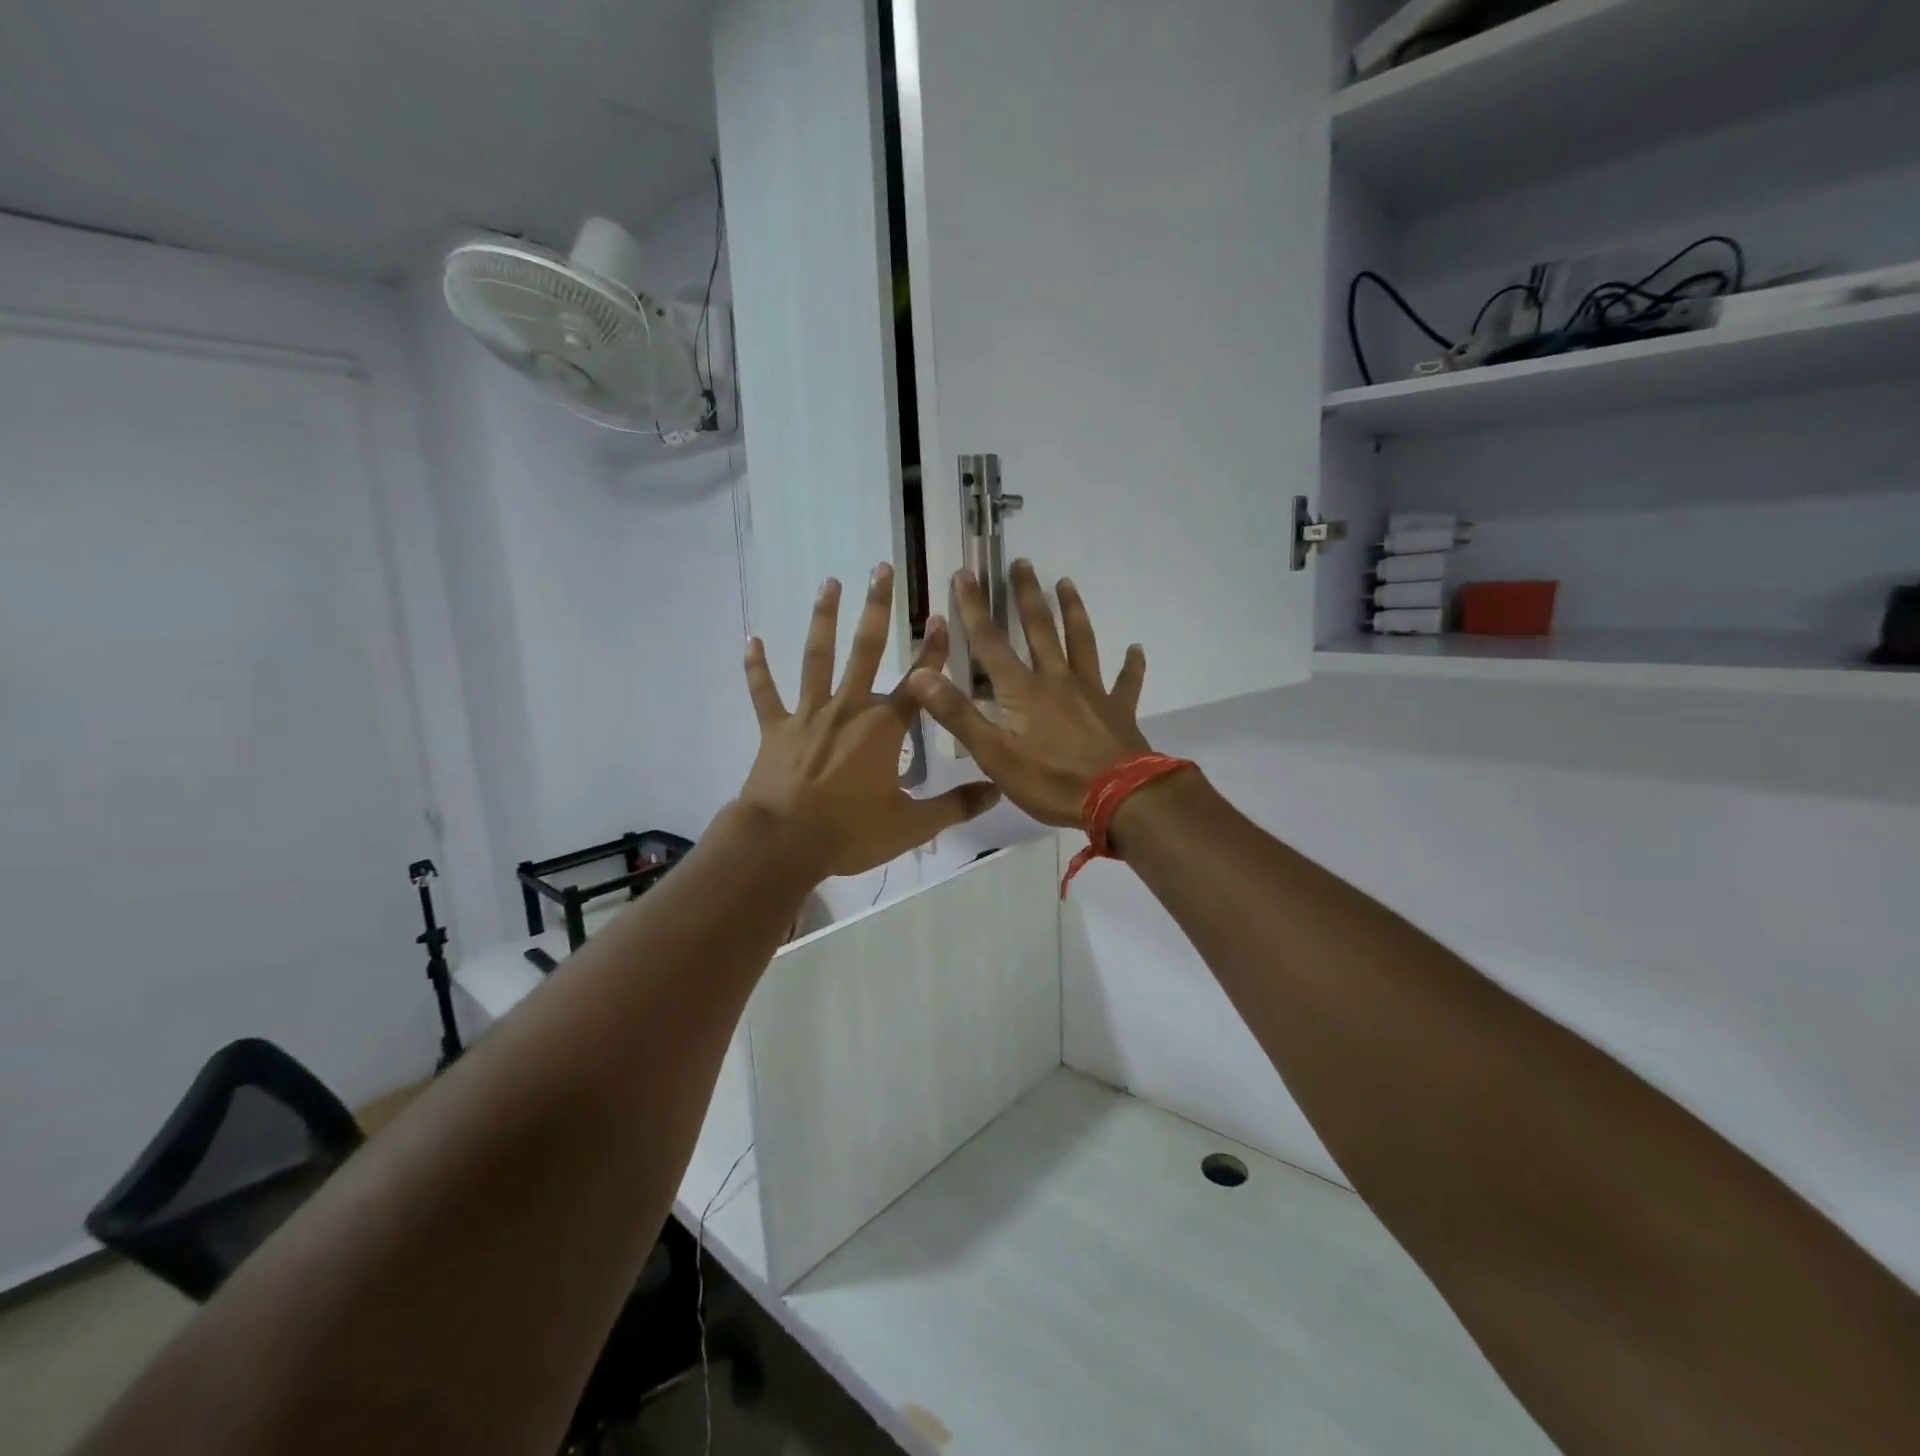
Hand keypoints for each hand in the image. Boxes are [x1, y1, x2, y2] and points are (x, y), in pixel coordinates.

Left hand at [737, 565, 1000, 878]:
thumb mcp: (911, 826)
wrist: (783, 843)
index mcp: (883, 729)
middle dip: (877, 608)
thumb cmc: (849, 833)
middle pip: (865, 650)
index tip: (942, 618)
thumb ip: (955, 806)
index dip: (933, 651)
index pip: (918, 683)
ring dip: (823, 618)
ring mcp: (808, 715)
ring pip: (817, 658)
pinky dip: (757, 667)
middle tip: (881, 568)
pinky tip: (752, 639)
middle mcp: (848, 709)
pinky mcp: (776, 729)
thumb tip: (997, 791)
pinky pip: (765, 693)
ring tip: (829, 583)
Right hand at [906, 561, 1149, 827]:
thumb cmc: (1051, 781)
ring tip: (1067, 583)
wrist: (1121, 799)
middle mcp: (1058, 681)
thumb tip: (919, 675)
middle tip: (1022, 563)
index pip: (990, 643)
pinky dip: (1132, 665)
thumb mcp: (994, 755)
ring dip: (1073, 612)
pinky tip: (1136, 650)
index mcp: (1023, 691)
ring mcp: (1093, 693)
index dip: (974, 609)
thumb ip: (958, 714)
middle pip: (1040, 630)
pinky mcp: (1119, 711)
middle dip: (1027, 596)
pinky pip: (1126, 683)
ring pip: (1082, 643)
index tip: (965, 574)